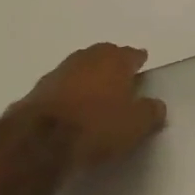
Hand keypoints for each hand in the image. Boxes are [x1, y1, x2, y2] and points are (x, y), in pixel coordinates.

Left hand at [18, 44, 166, 169]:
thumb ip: (151, 112)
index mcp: (115, 61)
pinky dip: (70, 92)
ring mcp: (59, 72)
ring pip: (81, 68)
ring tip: (97, 91)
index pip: (132, 54)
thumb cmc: (97, 126)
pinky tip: (72, 105)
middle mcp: (87, 58)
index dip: (139, 60)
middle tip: (121, 75)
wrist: (40, 140)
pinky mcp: (37, 90)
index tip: (142, 64)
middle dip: (113, 62)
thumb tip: (156, 105)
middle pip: (104, 55)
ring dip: (89, 76)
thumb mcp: (136, 125)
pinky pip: (62, 86)